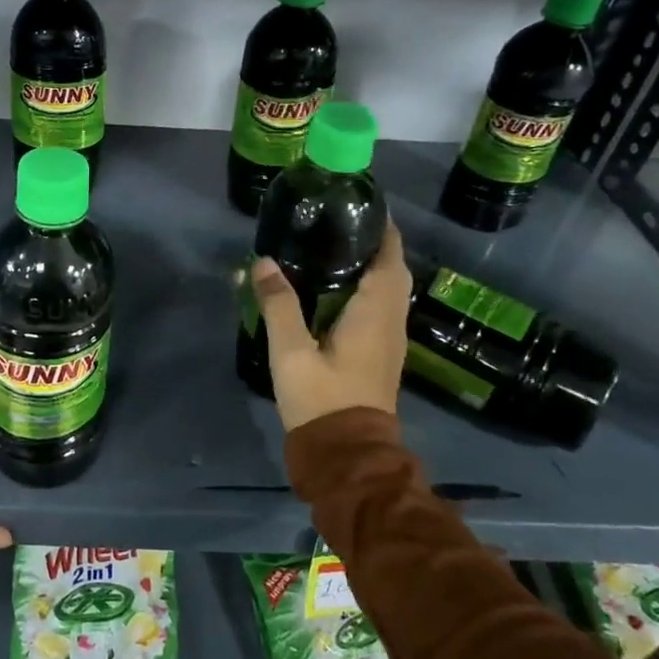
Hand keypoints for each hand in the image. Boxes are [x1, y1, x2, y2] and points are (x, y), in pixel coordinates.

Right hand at [252, 220, 411, 431]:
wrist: (347, 456)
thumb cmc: (321, 399)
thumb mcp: (291, 351)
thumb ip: (278, 304)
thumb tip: (264, 261)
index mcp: (376, 312)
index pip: (390, 256)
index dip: (382, 227)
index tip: (362, 203)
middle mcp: (392, 321)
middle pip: (393, 270)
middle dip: (375, 243)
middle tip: (341, 222)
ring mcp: (390, 340)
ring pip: (390, 291)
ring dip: (372, 266)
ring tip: (336, 247)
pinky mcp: (380, 355)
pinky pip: (382, 308)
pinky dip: (368, 288)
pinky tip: (338, 290)